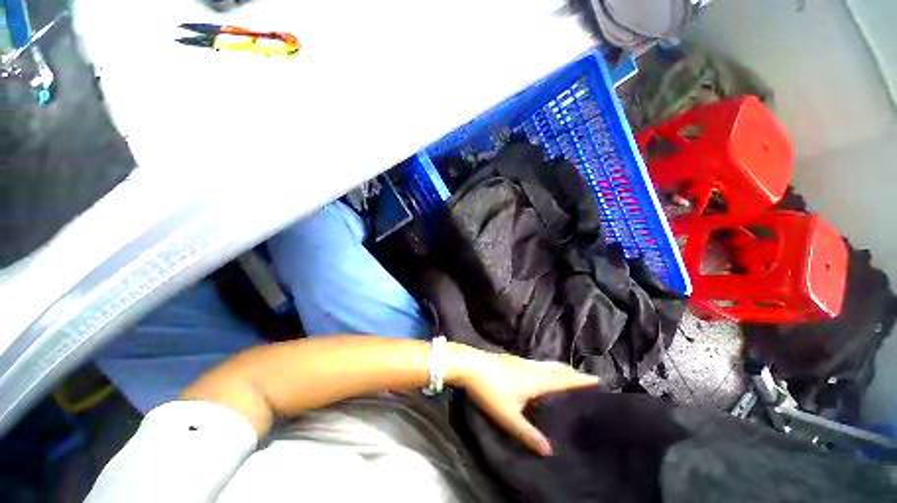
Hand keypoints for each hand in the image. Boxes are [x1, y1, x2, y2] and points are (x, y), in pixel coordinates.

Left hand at [454, 348, 599, 455]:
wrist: (470, 365)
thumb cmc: (491, 390)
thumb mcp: (509, 416)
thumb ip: (528, 434)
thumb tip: (549, 450)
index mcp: (536, 380)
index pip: (564, 380)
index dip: (581, 381)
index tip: (597, 380)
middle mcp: (532, 368)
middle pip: (557, 369)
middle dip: (572, 374)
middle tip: (585, 380)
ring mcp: (520, 361)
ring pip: (546, 365)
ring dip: (559, 369)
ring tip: (567, 376)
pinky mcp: (511, 359)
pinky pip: (535, 364)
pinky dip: (545, 368)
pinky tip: (539, 373)